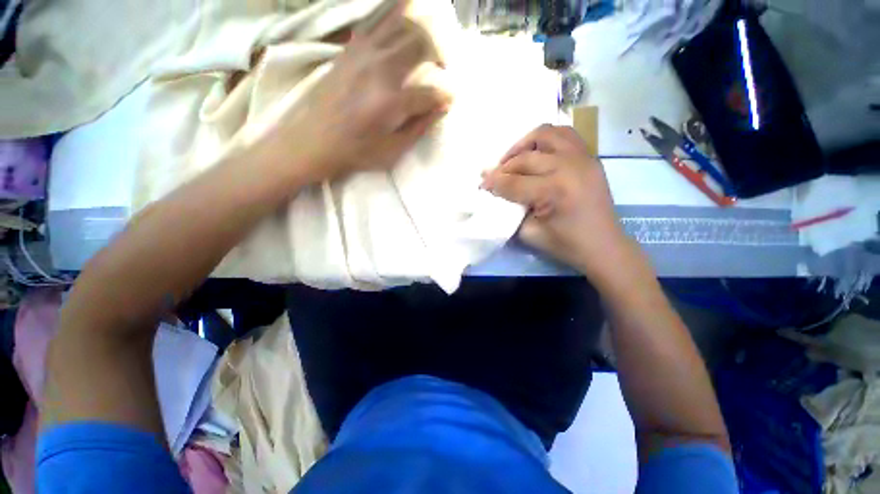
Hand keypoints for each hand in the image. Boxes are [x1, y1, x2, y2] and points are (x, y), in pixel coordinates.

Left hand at [256, 0, 451, 183]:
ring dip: (421, 31)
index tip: (451, 99)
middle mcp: (380, 69)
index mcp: (391, 102)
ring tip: (426, 46)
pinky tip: (403, 26)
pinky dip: (396, 18)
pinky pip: (379, 22)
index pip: (431, 92)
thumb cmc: (356, 152)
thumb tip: (441, 107)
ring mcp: (363, 53)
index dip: (446, 95)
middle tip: (440, 69)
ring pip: (402, 23)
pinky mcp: (351, 48)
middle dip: (439, 54)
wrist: (312, 140)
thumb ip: (419, 127)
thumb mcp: (393, 152)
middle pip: (421, 42)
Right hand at [481, 124, 635, 280]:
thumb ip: (510, 210)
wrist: (603, 245)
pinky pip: (564, 135)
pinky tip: (536, 153)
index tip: (481, 185)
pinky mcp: (589, 157)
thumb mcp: (529, 233)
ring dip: (524, 144)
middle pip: (525, 158)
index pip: (513, 182)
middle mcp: (569, 166)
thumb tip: (496, 193)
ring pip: (546, 134)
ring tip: (514, 159)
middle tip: (492, 176)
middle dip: (503, 167)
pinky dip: (545, 140)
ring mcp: (582, 158)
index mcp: (553, 190)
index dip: (493, 183)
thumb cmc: (565, 244)